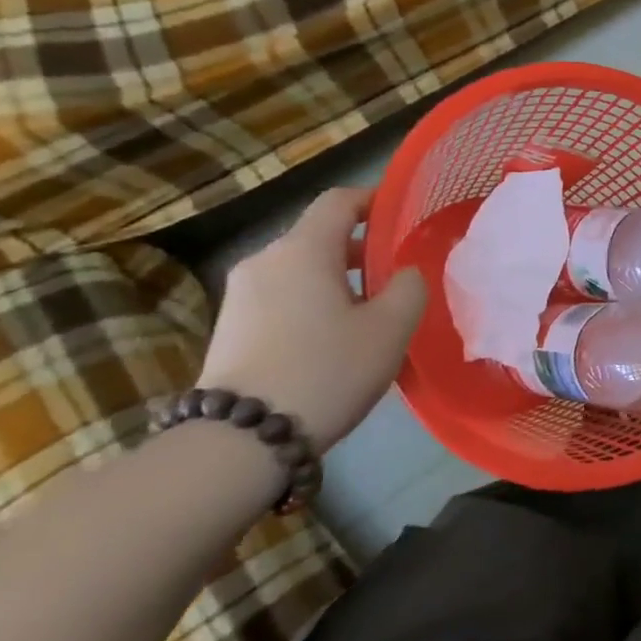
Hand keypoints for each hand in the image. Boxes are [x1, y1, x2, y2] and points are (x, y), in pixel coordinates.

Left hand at [198, 187, 426, 449]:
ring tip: (368, 316)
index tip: (401, 217)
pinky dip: (311, 303)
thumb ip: (410, 287)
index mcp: (303, 249)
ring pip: (301, 269)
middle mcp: (265, 260)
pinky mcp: (229, 327)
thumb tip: (404, 273)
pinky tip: (331, 341)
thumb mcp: (391, 328)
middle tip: (396, 279)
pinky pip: (282, 297)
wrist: (240, 440)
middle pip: (319, 236)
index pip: (339, 200)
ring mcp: (240, 294)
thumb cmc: (327, 370)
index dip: (373, 200)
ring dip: (337, 280)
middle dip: (360, 249)